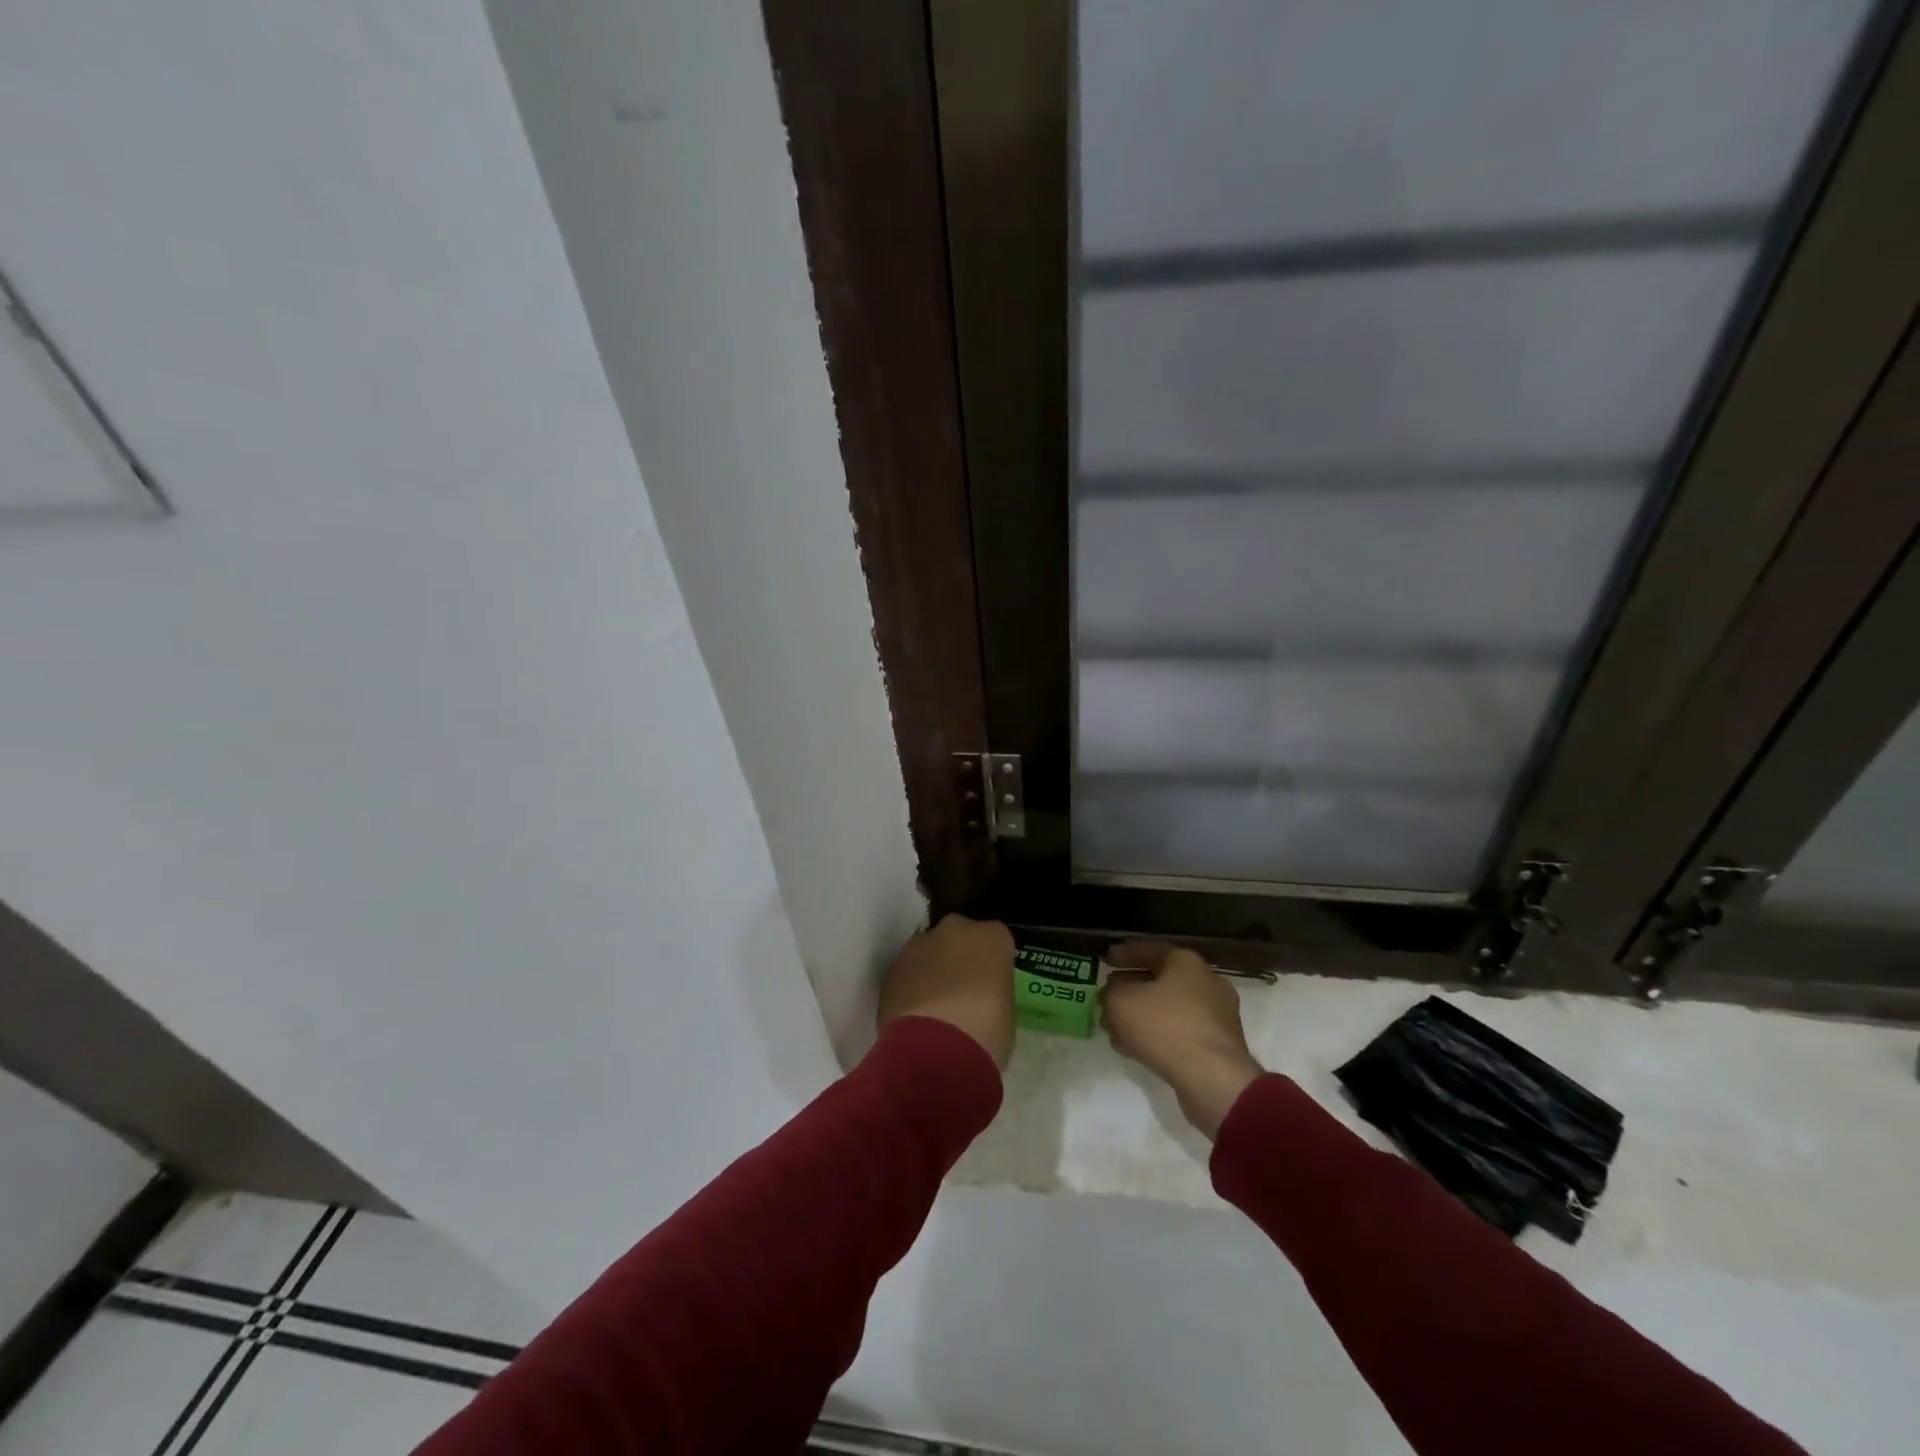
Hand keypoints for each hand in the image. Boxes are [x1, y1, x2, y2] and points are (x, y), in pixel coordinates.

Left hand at [877, 914, 1016, 1069]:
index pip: (996, 939)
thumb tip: (980, 995)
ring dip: (930, 971)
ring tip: (933, 1008)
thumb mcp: (1006, 1013)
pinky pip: (906, 973)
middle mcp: (955, 929)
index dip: (991, 963)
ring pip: (928, 952)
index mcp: (992, 937)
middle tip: (961, 990)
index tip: (990, 984)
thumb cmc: (985, 1033)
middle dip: (958, 957)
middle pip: (958, 937)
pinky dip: (910, 987)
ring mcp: (918, 945)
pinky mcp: (891, 967)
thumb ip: (993, 991)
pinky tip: (913, 1016)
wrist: (934, 1050)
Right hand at [1101, 941, 1263, 1137]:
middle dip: (1131, 988)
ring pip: (1169, 1008)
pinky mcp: (1218, 1044)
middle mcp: (1206, 981)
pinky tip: (1136, 1049)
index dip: (1123, 954)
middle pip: (1160, 979)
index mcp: (1186, 961)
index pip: (1148, 949)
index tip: (1104, 960)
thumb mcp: (1120, 1002)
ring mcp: (1217, 1014)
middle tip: (1109, 996)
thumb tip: (1112, 995)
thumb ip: (1109, 993)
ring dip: (1142, 1015)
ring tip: (1117, 1028)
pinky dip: (1158, 1035)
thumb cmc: (1165, 1027)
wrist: (1213, 1079)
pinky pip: (1180, 1031)